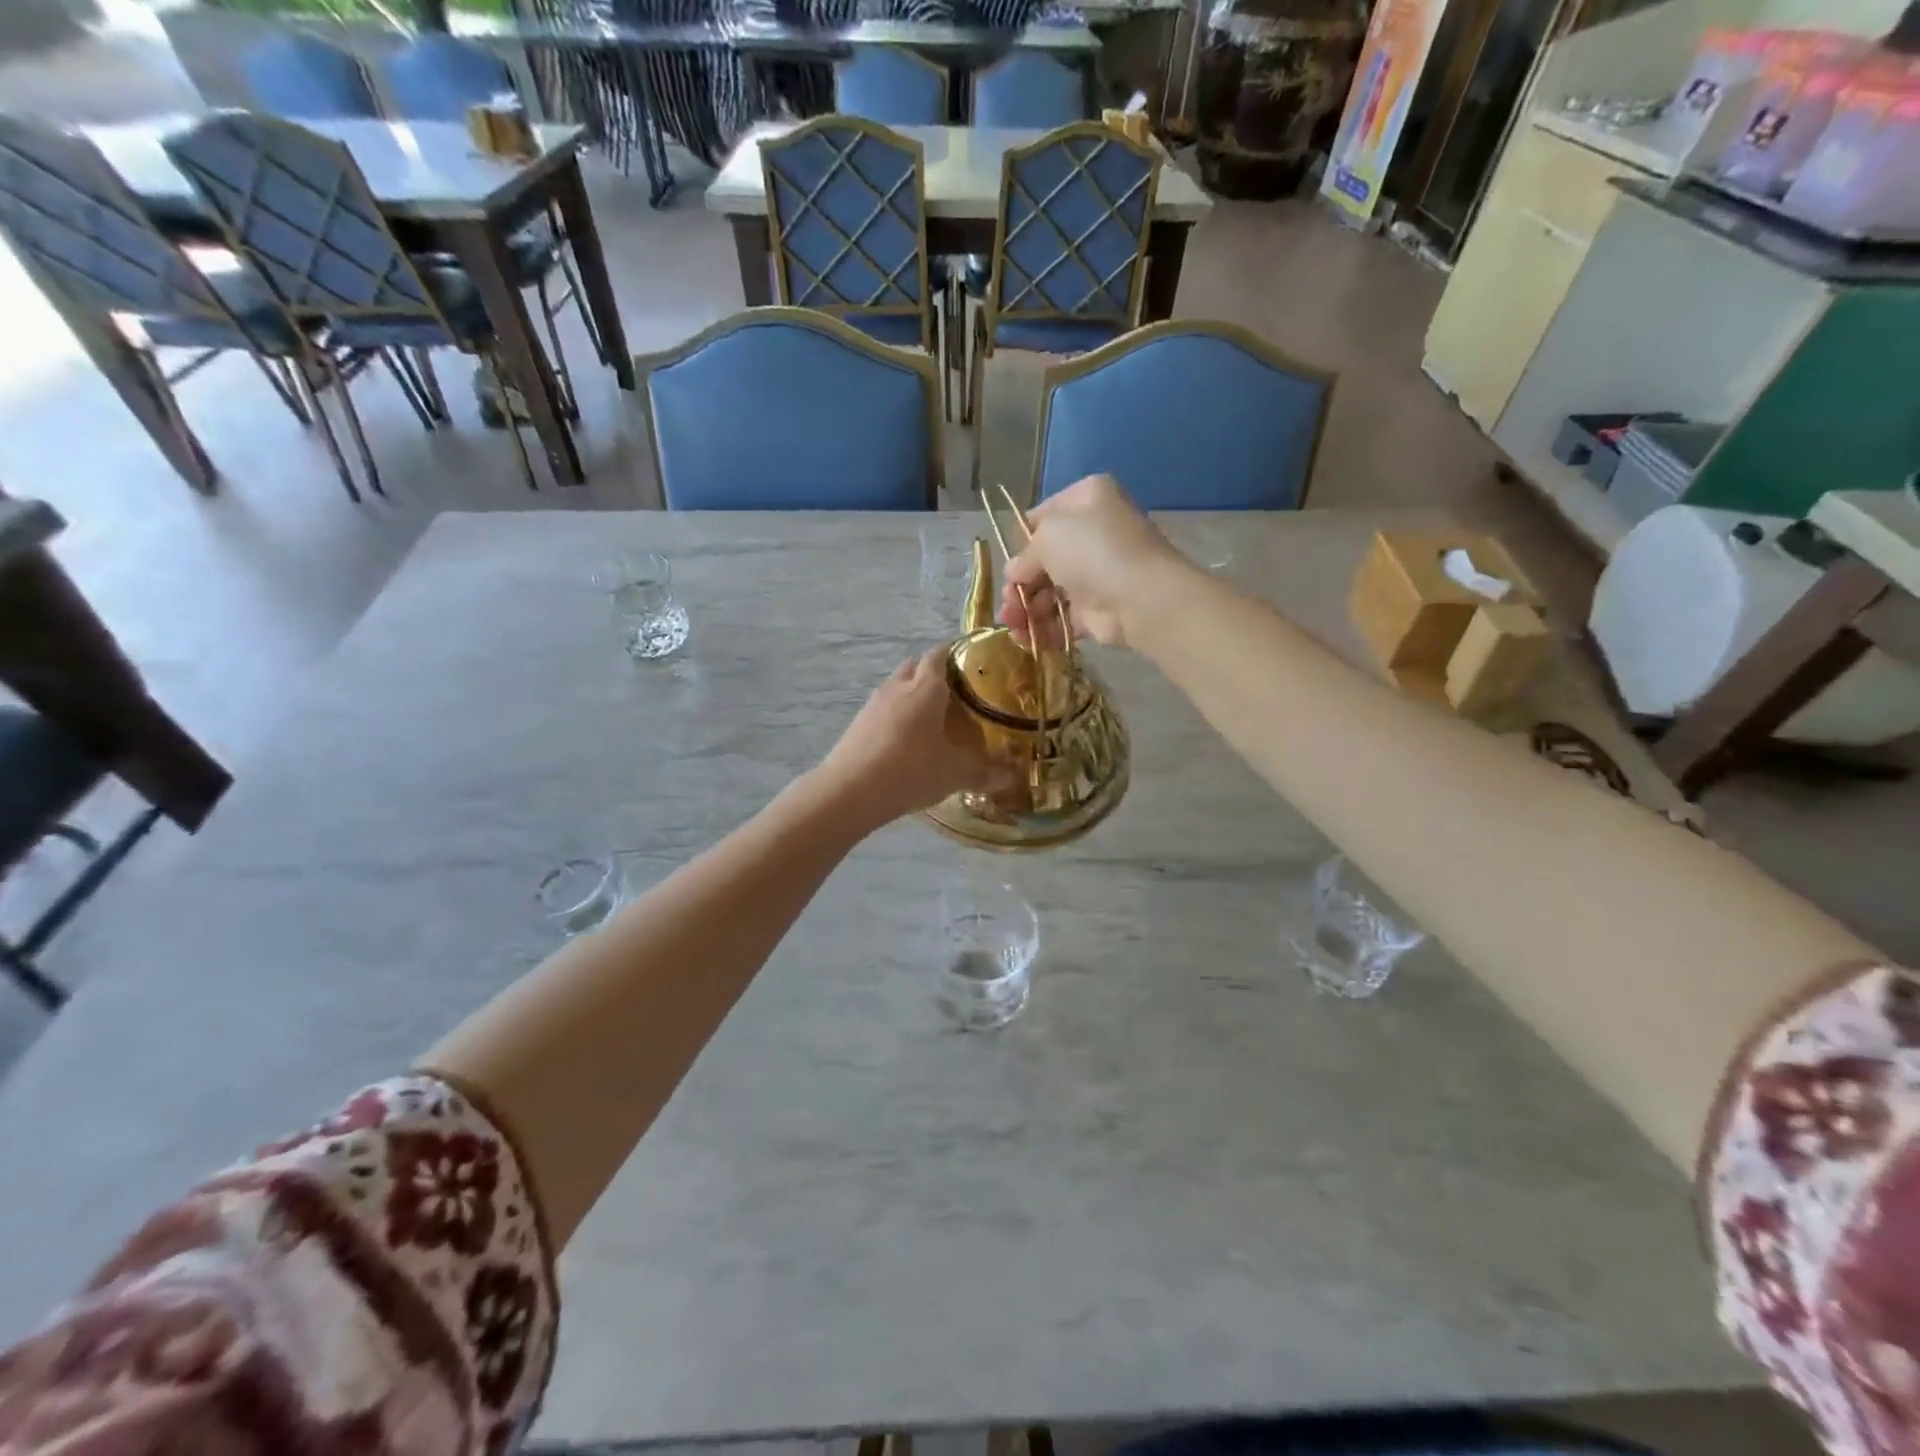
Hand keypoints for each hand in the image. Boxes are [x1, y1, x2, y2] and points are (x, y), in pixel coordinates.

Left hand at [817, 648, 1012, 828]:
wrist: (851, 791)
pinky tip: (905, 741)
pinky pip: (883, 708)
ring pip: (897, 686)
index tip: (972, 666)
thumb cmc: (911, 771)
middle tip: (955, 695)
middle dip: (934, 674)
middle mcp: (899, 685)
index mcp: (927, 686)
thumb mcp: (955, 774)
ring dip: (912, 695)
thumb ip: (985, 773)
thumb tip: (1010, 776)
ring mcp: (874, 702)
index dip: (956, 654)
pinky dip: (896, 716)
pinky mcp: (858, 722)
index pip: (941, 654)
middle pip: (916, 666)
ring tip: (931, 720)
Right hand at [998, 475, 1189, 650]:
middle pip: (1045, 559)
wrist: (1140, 597)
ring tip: (1012, 625)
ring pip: (1050, 591)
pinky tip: (1024, 638)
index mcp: (1087, 499)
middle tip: (1008, 601)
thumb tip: (1015, 572)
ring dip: (1026, 608)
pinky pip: (1062, 618)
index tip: (1010, 560)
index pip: (1045, 515)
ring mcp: (1097, 573)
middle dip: (1020, 583)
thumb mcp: (1048, 536)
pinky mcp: (1097, 610)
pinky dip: (1042, 628)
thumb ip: (1025, 554)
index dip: (1023, 538)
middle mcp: (1094, 533)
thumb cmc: (1093, 550)